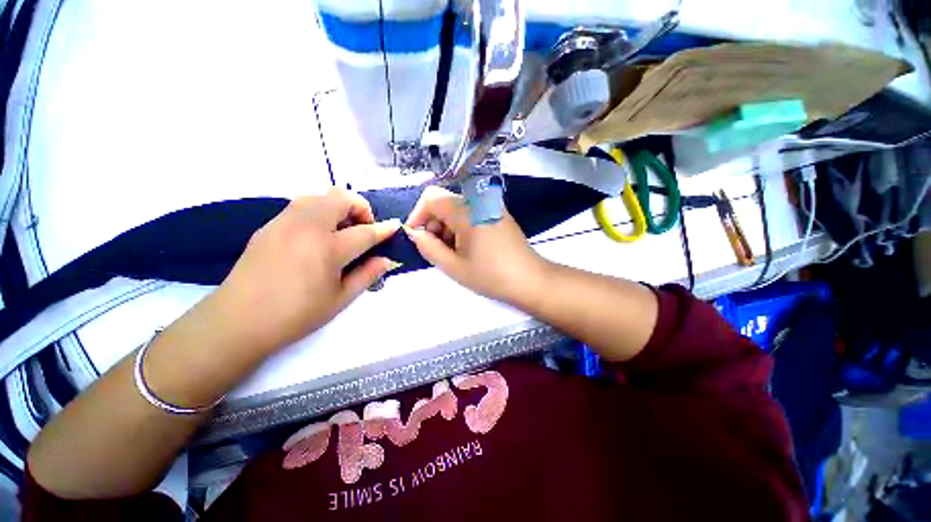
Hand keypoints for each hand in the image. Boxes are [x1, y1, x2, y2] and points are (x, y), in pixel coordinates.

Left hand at [203, 188, 400, 354]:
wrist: (237, 321)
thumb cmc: (296, 315)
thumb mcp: (340, 299)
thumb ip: (367, 275)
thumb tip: (387, 260)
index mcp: (327, 248)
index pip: (365, 232)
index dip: (384, 229)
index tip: (395, 226)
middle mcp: (306, 227)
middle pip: (340, 198)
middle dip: (360, 208)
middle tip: (363, 229)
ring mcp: (284, 222)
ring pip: (319, 196)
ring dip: (338, 207)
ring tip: (341, 230)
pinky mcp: (269, 225)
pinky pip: (300, 206)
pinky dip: (318, 212)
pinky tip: (317, 235)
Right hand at [404, 186, 548, 307]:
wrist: (530, 280)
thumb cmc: (490, 275)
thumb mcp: (453, 266)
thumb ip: (428, 247)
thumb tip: (414, 233)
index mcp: (467, 211)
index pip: (431, 198)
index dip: (418, 215)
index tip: (416, 237)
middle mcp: (479, 201)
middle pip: (444, 202)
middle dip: (433, 223)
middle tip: (436, 249)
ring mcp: (491, 206)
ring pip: (457, 208)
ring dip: (447, 227)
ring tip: (452, 252)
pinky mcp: (498, 214)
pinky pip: (471, 213)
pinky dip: (461, 227)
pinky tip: (467, 247)